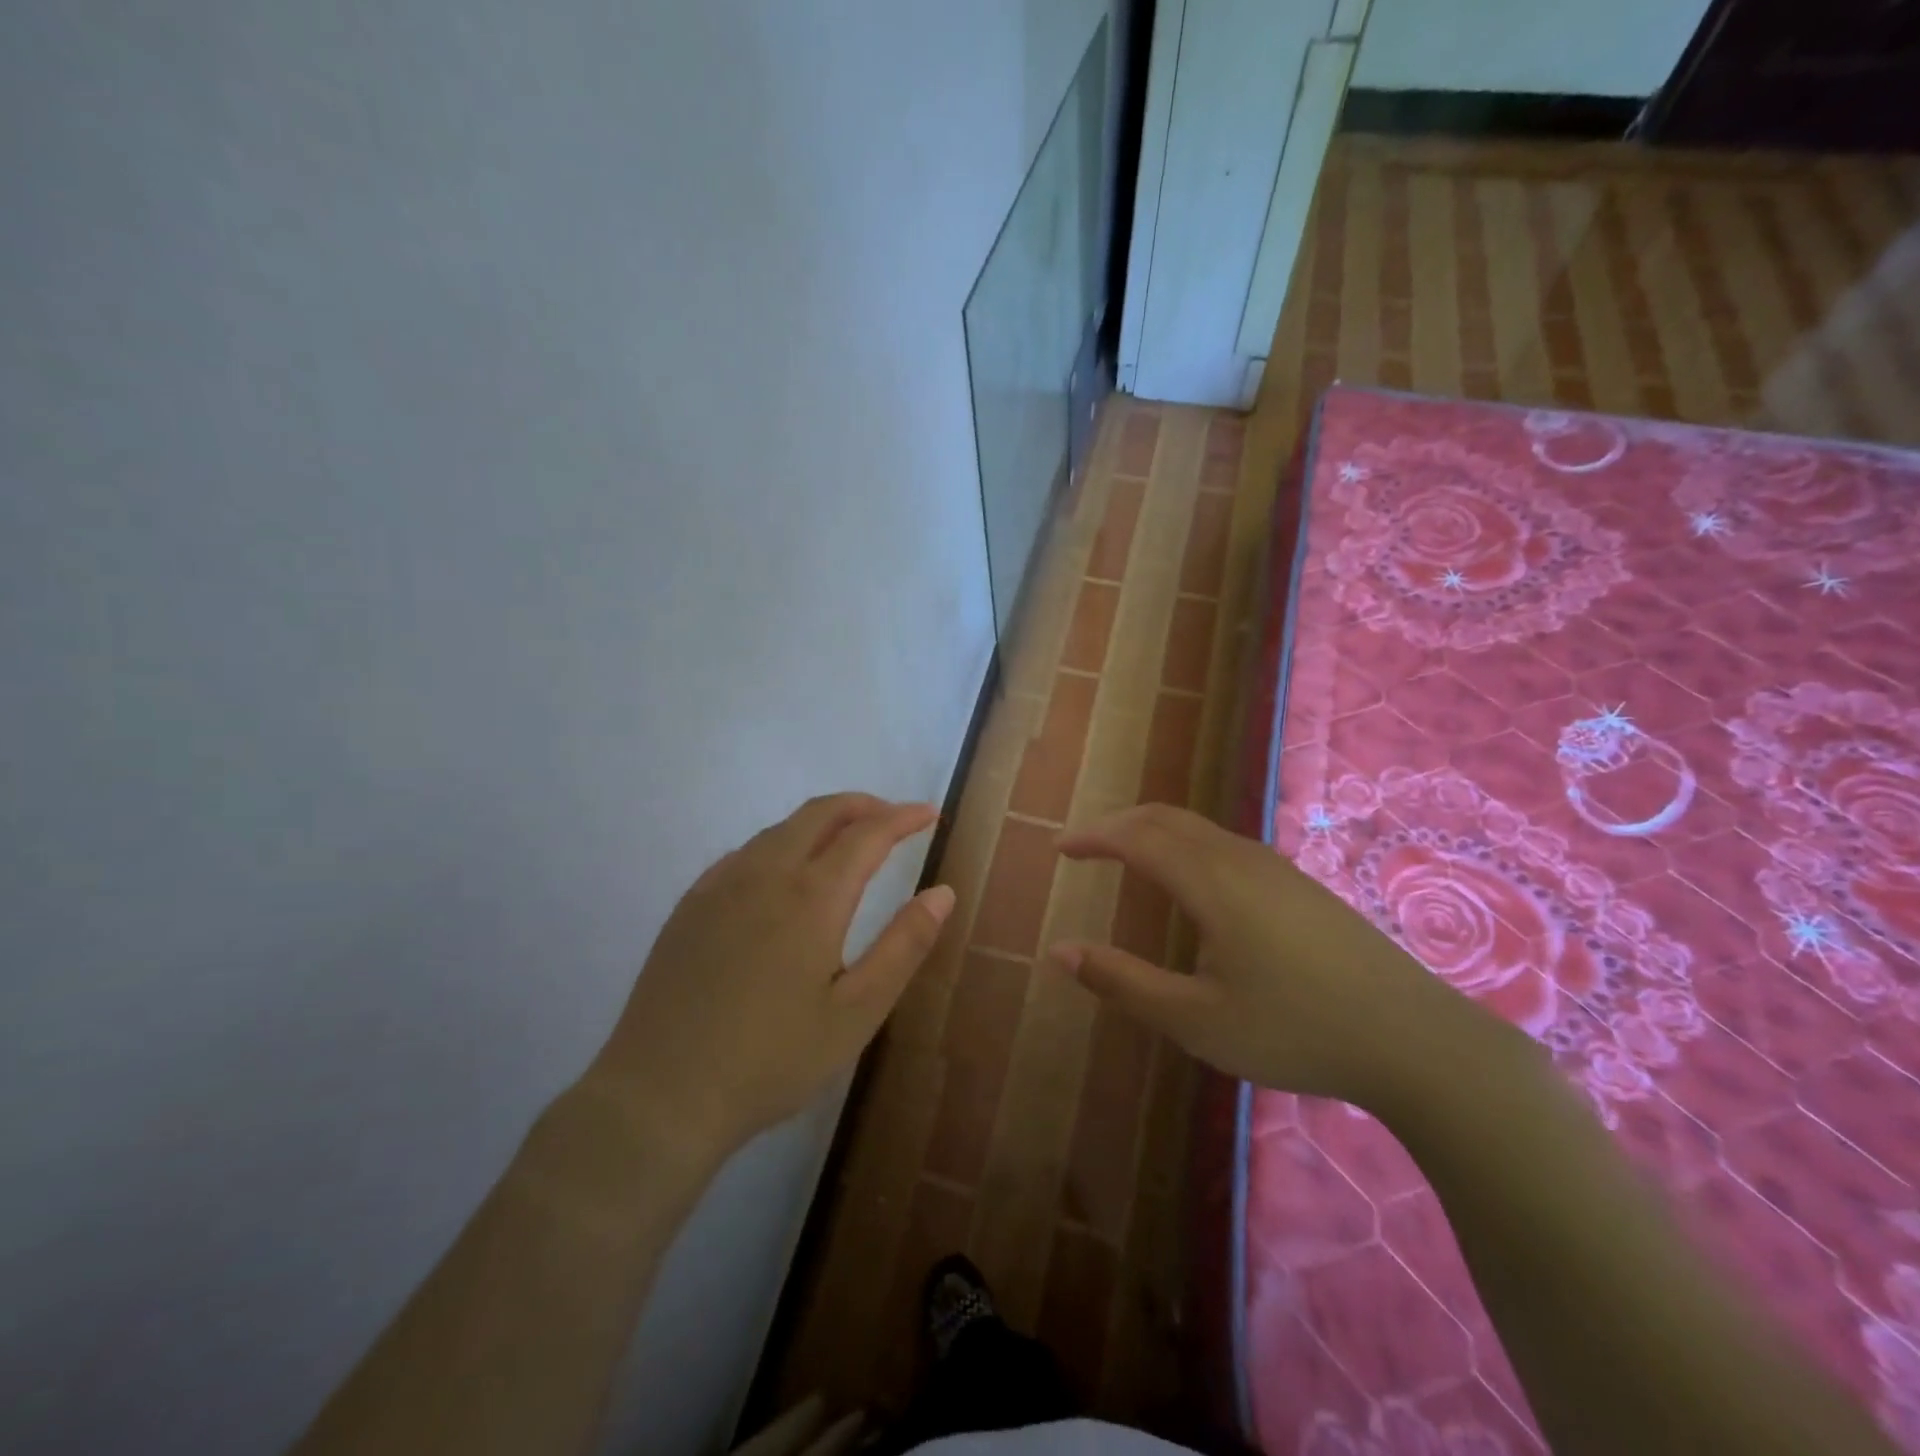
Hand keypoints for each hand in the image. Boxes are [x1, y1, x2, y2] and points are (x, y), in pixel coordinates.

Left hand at [589, 794, 952, 1158]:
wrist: (660, 1095)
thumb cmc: (772, 1060)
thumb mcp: (856, 1013)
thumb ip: (904, 946)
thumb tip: (943, 892)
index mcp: (812, 897)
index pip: (867, 834)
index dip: (903, 818)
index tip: (929, 813)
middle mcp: (765, 874)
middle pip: (820, 814)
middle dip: (863, 805)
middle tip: (893, 818)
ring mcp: (720, 885)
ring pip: (780, 829)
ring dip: (821, 822)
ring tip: (847, 842)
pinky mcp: (690, 905)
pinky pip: (745, 852)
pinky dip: (780, 843)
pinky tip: (783, 873)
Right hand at [1050, 804, 1490, 1109]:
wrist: (1416, 1040)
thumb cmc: (1296, 1031)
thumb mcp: (1196, 1020)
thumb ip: (1123, 983)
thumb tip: (1059, 952)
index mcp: (1211, 882)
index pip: (1136, 837)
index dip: (1093, 836)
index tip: (1059, 847)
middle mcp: (1240, 859)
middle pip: (1166, 818)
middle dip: (1118, 824)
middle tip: (1085, 846)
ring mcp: (1276, 868)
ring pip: (1199, 828)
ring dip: (1153, 831)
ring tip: (1127, 857)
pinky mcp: (1299, 885)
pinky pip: (1224, 844)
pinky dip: (1184, 845)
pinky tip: (1191, 885)